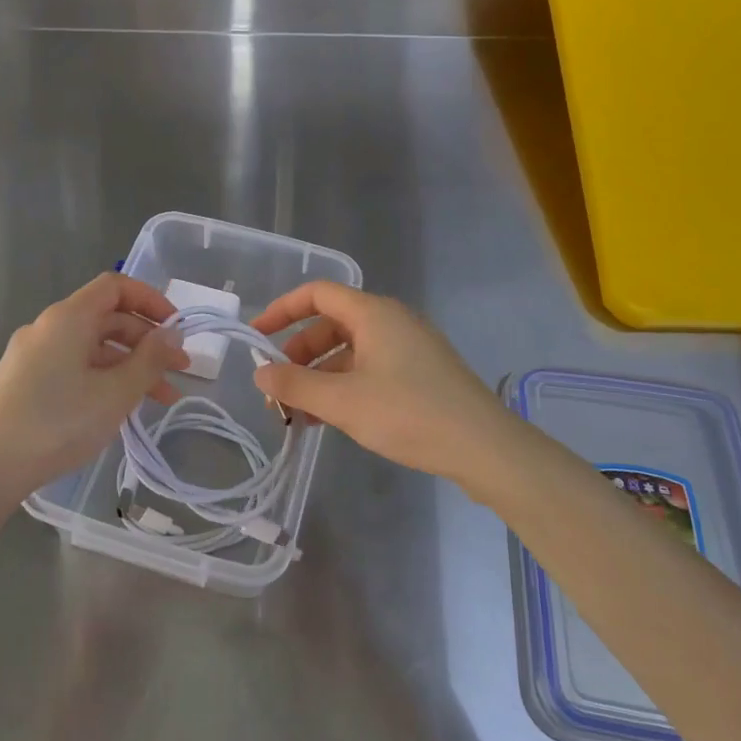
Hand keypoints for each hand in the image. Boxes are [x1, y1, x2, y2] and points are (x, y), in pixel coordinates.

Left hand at [0, 274, 189, 500]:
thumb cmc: (58, 423)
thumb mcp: (116, 393)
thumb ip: (150, 359)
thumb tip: (172, 334)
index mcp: (68, 318)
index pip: (115, 287)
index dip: (150, 300)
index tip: (176, 328)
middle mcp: (47, 327)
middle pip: (107, 318)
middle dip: (147, 342)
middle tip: (179, 372)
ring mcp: (32, 354)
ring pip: (92, 348)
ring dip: (129, 366)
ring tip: (160, 400)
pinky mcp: (23, 381)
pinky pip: (73, 366)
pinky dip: (103, 378)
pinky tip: (119, 408)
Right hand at [251, 281, 538, 491]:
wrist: (484, 447)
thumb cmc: (409, 413)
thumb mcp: (342, 401)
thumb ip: (295, 385)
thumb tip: (259, 372)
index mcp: (373, 314)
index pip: (317, 293)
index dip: (281, 310)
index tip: (256, 336)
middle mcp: (391, 321)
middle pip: (331, 324)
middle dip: (298, 353)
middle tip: (277, 388)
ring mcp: (409, 348)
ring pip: (350, 352)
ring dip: (319, 376)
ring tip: (298, 414)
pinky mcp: (421, 374)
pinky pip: (370, 369)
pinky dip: (345, 387)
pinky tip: (331, 419)